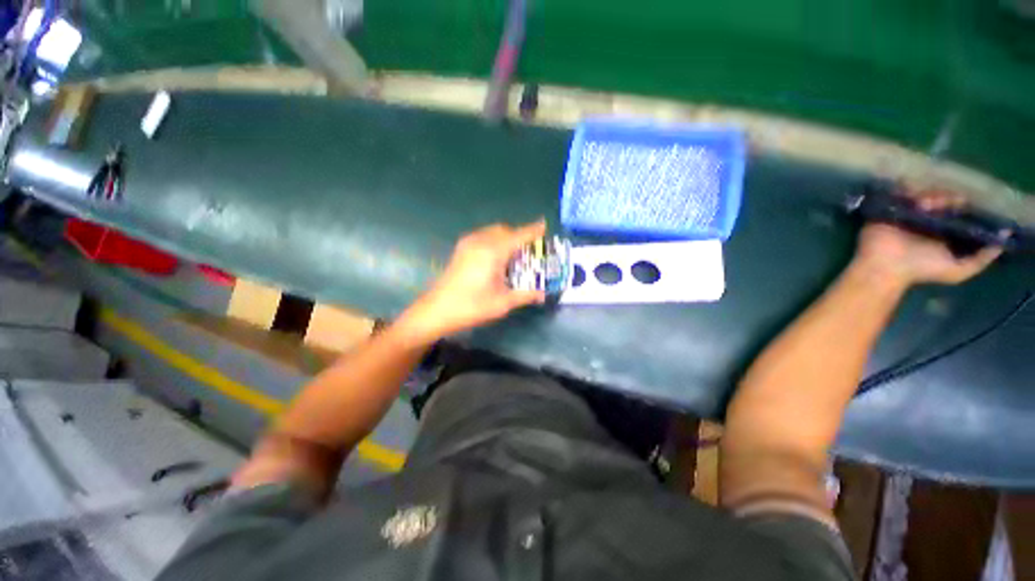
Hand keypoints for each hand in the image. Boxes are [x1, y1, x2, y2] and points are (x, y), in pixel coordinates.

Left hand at [399, 220, 547, 341]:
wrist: (437, 310)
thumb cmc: (472, 306)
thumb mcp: (503, 303)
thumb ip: (525, 295)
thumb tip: (543, 294)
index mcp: (493, 252)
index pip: (519, 236)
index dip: (533, 230)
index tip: (545, 226)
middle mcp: (481, 241)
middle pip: (505, 230)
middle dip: (520, 236)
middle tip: (530, 251)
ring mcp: (468, 243)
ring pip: (493, 231)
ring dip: (506, 237)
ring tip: (514, 255)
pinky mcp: (461, 248)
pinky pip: (483, 236)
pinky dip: (495, 240)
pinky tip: (496, 258)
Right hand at [853, 190, 1002, 286]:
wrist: (886, 267)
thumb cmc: (921, 270)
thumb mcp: (959, 271)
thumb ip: (981, 259)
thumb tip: (1004, 238)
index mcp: (942, 232)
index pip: (958, 212)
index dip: (966, 205)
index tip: (971, 202)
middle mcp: (926, 220)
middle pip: (943, 200)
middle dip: (948, 198)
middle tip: (949, 203)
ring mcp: (907, 213)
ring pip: (924, 194)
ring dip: (930, 196)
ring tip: (928, 205)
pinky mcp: (890, 209)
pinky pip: (901, 193)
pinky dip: (908, 191)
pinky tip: (914, 201)